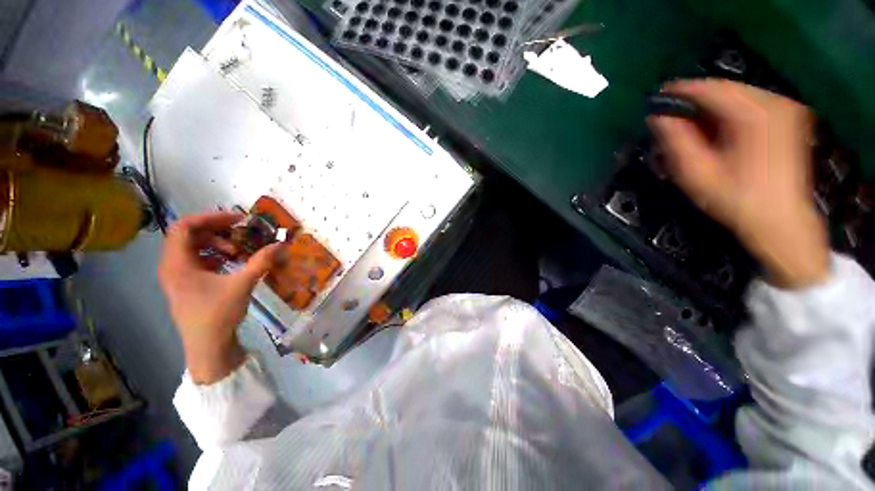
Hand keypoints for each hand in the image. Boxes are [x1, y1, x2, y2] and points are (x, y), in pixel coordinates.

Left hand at [158, 211, 282, 383]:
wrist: (208, 347)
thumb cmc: (218, 314)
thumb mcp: (242, 285)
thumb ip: (261, 262)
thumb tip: (281, 244)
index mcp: (177, 263)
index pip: (184, 226)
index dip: (211, 218)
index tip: (238, 220)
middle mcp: (172, 266)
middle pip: (189, 235)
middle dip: (217, 231)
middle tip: (242, 234)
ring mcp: (177, 276)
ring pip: (193, 247)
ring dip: (217, 243)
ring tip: (238, 251)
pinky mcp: (186, 284)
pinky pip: (197, 260)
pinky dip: (215, 256)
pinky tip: (232, 263)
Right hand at [649, 79, 828, 288]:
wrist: (782, 222)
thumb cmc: (737, 201)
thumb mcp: (697, 174)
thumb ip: (676, 141)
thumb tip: (658, 117)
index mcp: (756, 115)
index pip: (711, 89)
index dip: (681, 91)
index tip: (658, 97)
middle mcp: (775, 103)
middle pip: (726, 89)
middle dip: (696, 100)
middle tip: (671, 116)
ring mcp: (786, 109)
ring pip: (738, 95)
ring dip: (711, 106)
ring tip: (691, 125)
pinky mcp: (789, 118)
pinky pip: (751, 104)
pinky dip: (729, 112)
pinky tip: (717, 129)